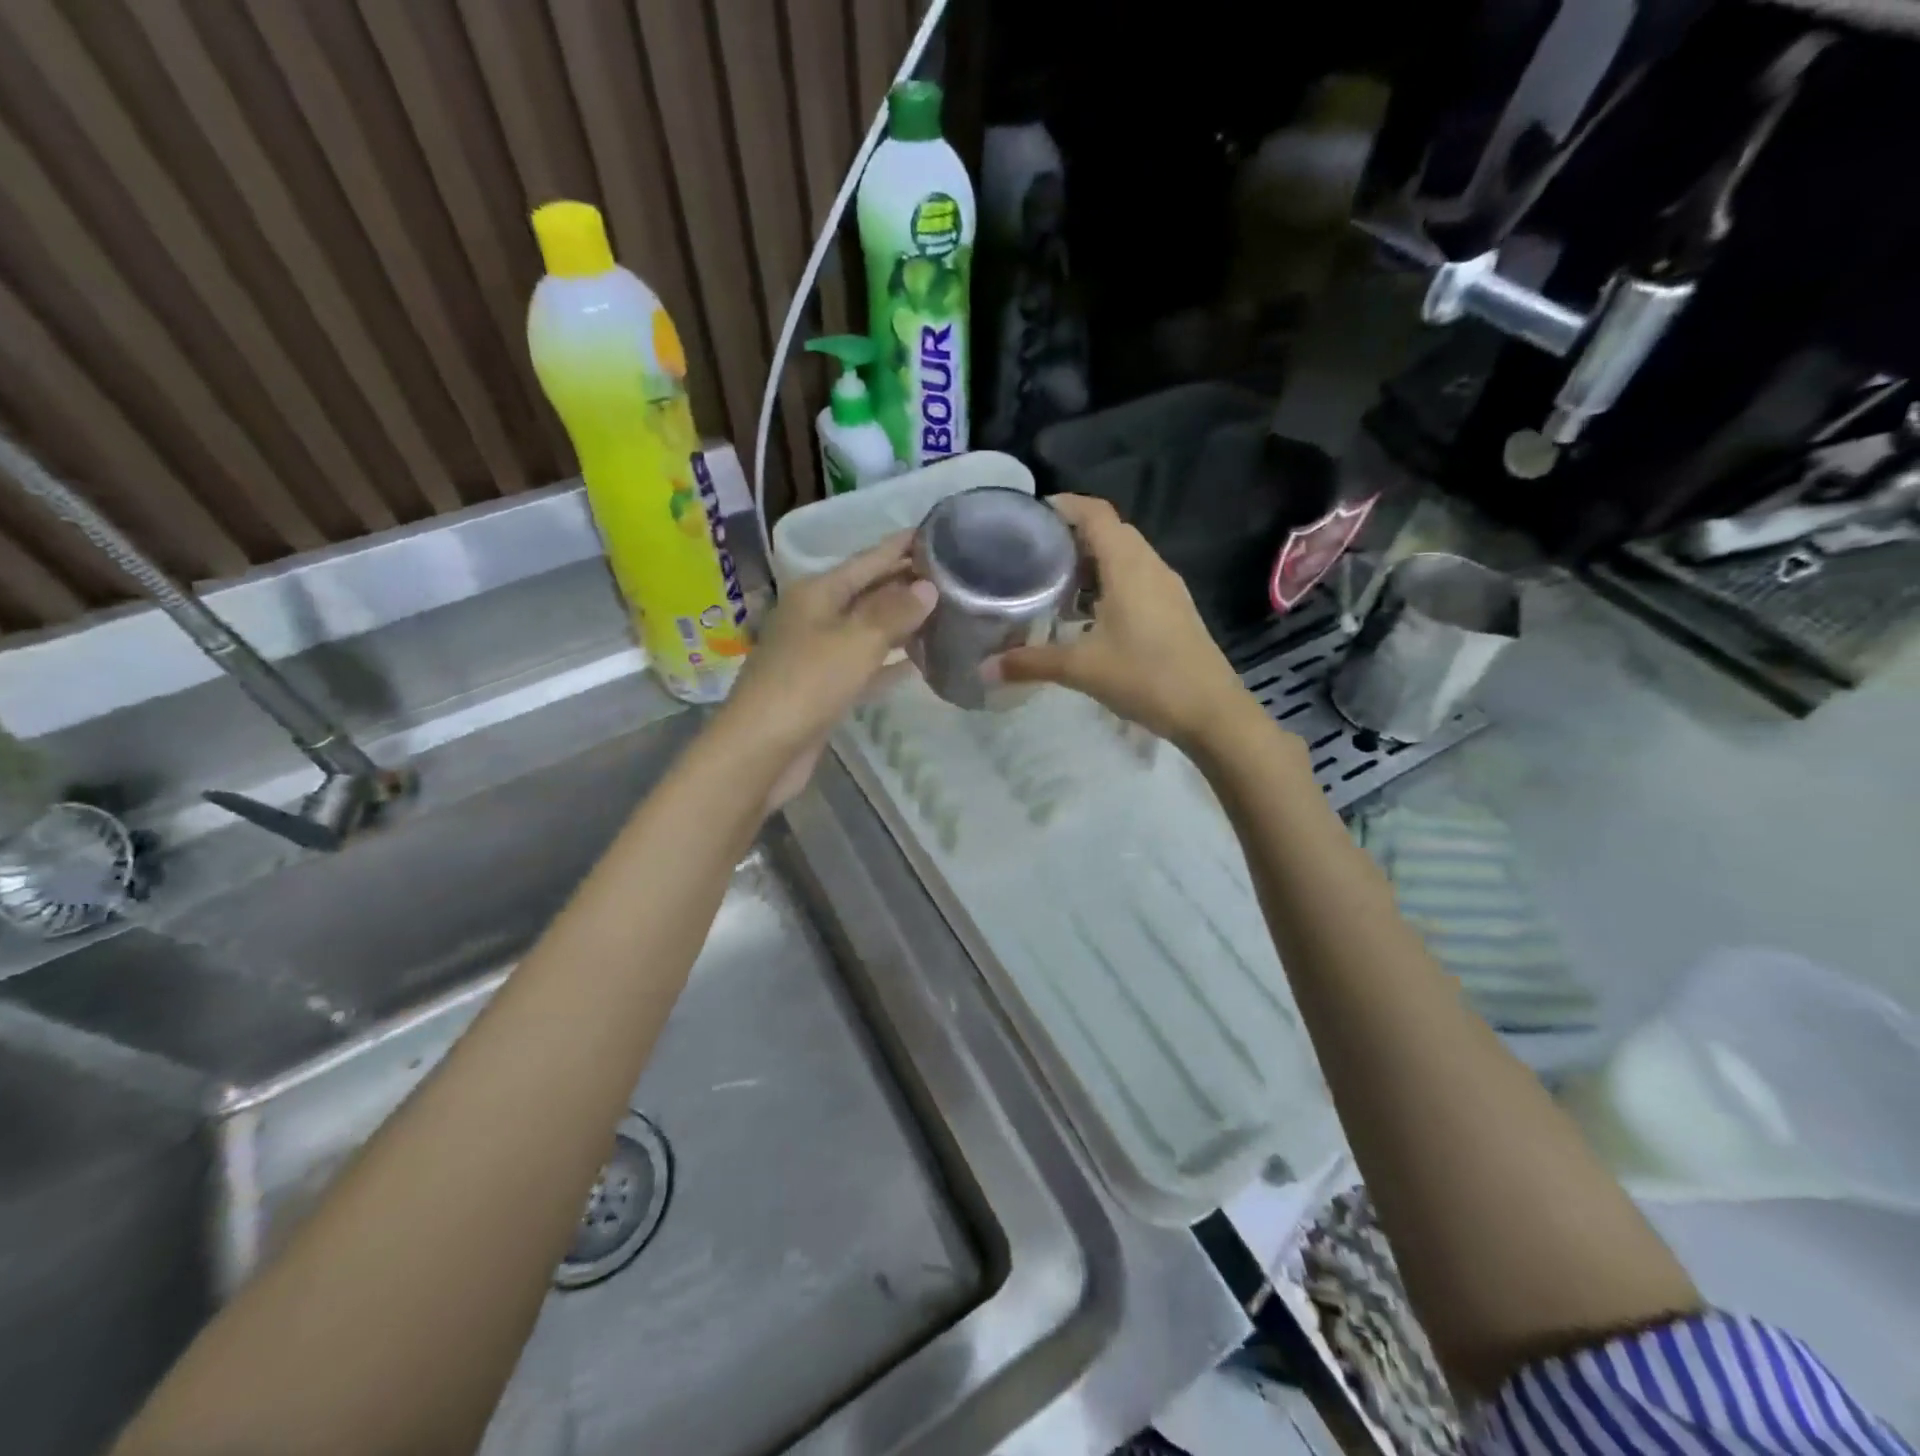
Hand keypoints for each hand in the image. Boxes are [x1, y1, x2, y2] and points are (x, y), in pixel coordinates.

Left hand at [718, 532, 935, 808]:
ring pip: (869, 629)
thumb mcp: (856, 641)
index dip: (902, 546)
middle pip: (869, 592)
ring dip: (902, 623)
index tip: (938, 531)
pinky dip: (890, 662)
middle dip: (907, 583)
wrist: (762, 749)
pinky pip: (866, 665)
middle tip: (955, 576)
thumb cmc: (807, 684)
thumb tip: (928, 587)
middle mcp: (816, 615)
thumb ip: (894, 612)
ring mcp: (819, 653)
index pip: (868, 559)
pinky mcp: (825, 688)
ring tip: (946, 614)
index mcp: (818, 592)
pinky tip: (920, 663)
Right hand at [988, 495, 1250, 750]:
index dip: (1064, 505)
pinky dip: (1109, 583)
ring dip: (1091, 562)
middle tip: (1033, 553)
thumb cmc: (1146, 678)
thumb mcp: (1082, 669)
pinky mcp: (1174, 609)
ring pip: (1125, 556)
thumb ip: (1031, 663)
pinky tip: (1088, 615)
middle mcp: (1150, 566)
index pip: (1095, 513)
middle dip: (1072, 535)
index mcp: (1128, 566)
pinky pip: (1136, 579)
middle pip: (1110, 531)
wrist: (1211, 711)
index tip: (1030, 516)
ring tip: (1054, 584)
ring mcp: (1167, 587)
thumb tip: (984, 669)